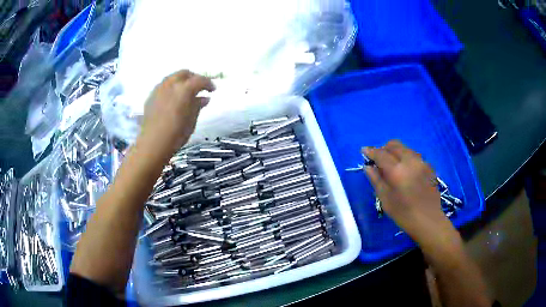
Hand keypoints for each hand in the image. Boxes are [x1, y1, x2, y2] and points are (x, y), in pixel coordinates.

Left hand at [139, 70, 214, 157]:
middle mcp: (171, 84)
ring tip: (185, 92)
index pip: (199, 80)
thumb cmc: (176, 134)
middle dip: (194, 78)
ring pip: (172, 77)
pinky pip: (163, 86)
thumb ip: (198, 106)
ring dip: (181, 81)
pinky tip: (172, 98)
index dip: (208, 84)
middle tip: (199, 88)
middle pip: (184, 73)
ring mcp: (159, 89)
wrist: (153, 144)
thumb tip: (204, 98)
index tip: (212, 90)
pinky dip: (171, 88)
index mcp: (184, 89)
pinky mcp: (151, 96)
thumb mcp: (191, 121)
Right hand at [364, 140, 447, 241]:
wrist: (428, 221)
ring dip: (396, 152)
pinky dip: (406, 158)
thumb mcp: (385, 199)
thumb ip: (376, 180)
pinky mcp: (429, 166)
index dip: (371, 151)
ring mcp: (422, 162)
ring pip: (405, 148)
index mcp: (397, 170)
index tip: (364, 150)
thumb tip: (368, 166)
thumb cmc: (403, 214)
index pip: (381, 154)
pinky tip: (406, 172)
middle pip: (394, 145)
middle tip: (379, 160)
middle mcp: (410, 161)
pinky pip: (414, 156)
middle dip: (384, 148)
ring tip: (392, 166)